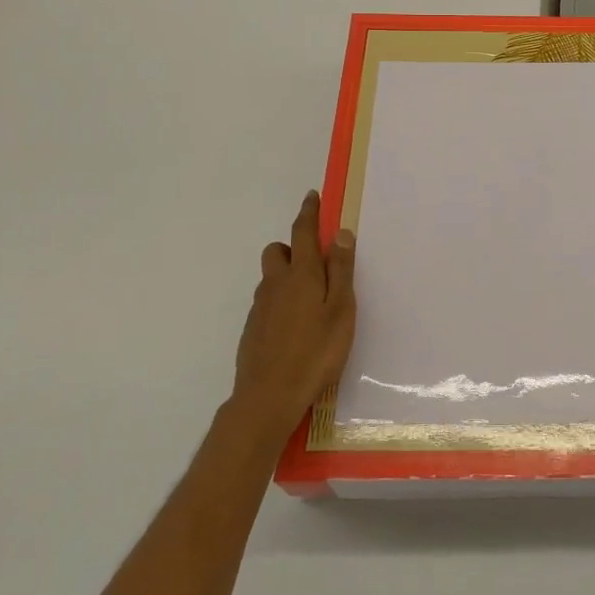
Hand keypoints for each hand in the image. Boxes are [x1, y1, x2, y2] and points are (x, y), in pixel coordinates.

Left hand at [229, 191, 356, 440]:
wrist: (268, 397)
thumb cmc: (316, 352)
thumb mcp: (341, 310)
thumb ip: (341, 270)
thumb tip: (340, 233)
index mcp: (302, 274)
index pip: (303, 232)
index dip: (308, 212)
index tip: (312, 197)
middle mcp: (276, 284)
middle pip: (277, 251)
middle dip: (293, 246)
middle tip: (316, 263)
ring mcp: (260, 307)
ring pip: (271, 278)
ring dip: (286, 276)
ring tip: (310, 300)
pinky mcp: (252, 329)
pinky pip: (267, 302)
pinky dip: (280, 301)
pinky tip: (295, 327)